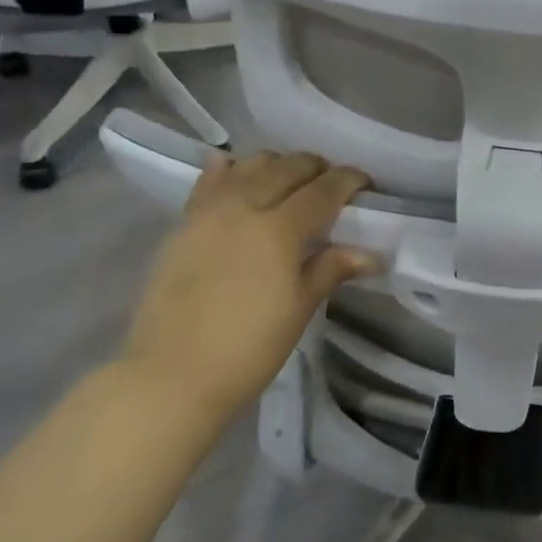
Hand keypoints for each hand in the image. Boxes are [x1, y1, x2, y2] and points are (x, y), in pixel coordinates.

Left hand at [116, 151, 374, 421]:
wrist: (171, 376)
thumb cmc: (248, 349)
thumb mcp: (299, 308)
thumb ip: (331, 269)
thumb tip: (370, 254)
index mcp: (279, 230)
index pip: (323, 189)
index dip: (349, 180)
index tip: (365, 184)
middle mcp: (244, 207)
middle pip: (287, 167)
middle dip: (316, 167)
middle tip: (331, 184)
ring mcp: (209, 212)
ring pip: (249, 165)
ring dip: (277, 165)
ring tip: (289, 182)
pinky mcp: (182, 224)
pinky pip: (210, 180)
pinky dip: (230, 170)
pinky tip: (238, 174)